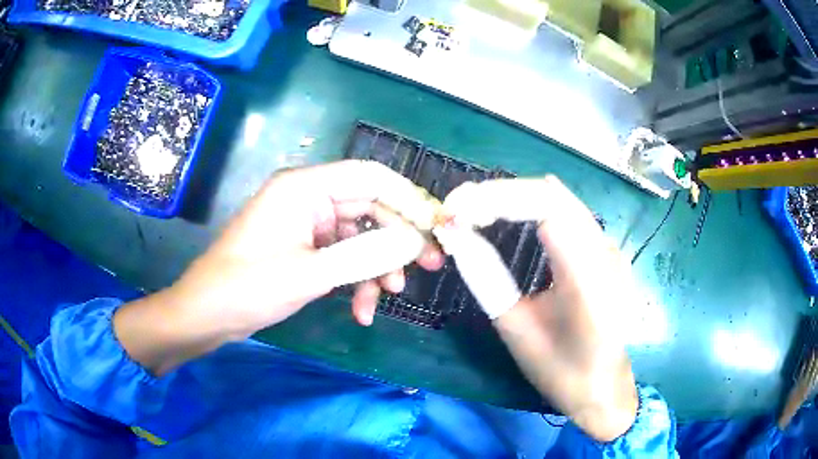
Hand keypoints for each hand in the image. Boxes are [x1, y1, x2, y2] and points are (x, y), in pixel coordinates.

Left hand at [114, 160, 443, 375]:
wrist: (207, 314)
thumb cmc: (247, 287)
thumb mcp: (308, 274)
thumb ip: (364, 256)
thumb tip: (413, 243)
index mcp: (304, 188)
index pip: (370, 177)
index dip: (408, 197)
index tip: (437, 225)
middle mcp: (308, 198)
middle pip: (370, 208)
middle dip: (398, 240)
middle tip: (429, 266)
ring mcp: (307, 224)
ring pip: (360, 237)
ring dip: (376, 267)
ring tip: (386, 297)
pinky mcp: (305, 248)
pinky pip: (342, 256)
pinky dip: (355, 280)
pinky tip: (360, 310)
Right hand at [439, 176, 637, 441]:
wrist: (603, 386)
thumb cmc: (560, 369)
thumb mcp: (516, 329)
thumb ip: (486, 278)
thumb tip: (455, 236)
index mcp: (587, 280)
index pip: (545, 209)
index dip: (497, 199)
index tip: (456, 209)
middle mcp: (605, 253)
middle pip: (552, 195)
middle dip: (500, 193)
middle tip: (458, 206)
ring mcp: (610, 248)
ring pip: (561, 199)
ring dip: (515, 196)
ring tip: (475, 206)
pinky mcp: (605, 251)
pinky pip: (568, 213)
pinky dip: (533, 205)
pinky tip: (511, 210)